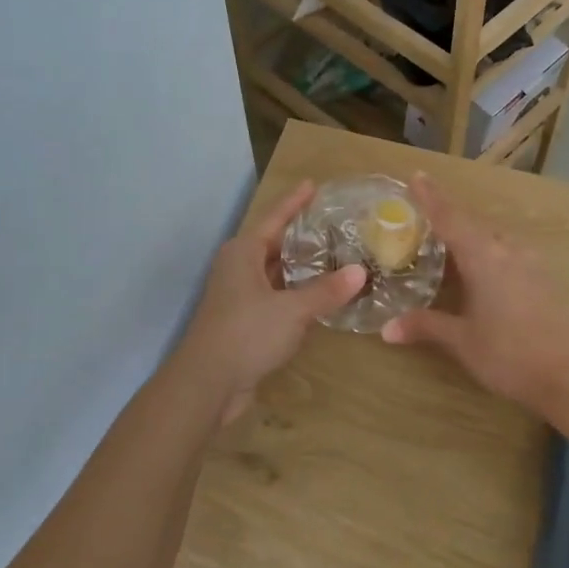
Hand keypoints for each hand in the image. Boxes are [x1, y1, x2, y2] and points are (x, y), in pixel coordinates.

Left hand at [176, 180, 366, 424]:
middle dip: (303, 235)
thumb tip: (360, 272)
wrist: (207, 383)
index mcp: (243, 252)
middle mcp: (239, 267)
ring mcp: (240, 295)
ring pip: (276, 272)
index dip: (295, 201)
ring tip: (336, 255)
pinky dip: (297, 293)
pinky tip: (320, 295)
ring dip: (302, 267)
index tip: (313, 184)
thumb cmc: (246, 334)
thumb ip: (326, 291)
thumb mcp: (292, 310)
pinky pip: (276, 296)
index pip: (274, 217)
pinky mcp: (245, 320)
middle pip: (275, 243)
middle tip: (335, 223)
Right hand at [381, 174, 568, 409]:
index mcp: (483, 256)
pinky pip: (508, 253)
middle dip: (449, 218)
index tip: (417, 176)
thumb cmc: (508, 354)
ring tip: (449, 247)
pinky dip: (488, 253)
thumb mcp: (462, 340)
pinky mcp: (544, 278)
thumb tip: (386, 330)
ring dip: (470, 237)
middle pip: (473, 224)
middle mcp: (508, 250)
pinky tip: (482, 271)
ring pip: (493, 239)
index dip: (431, 197)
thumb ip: (426, 326)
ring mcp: (530, 262)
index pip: (450, 218)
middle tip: (424, 219)